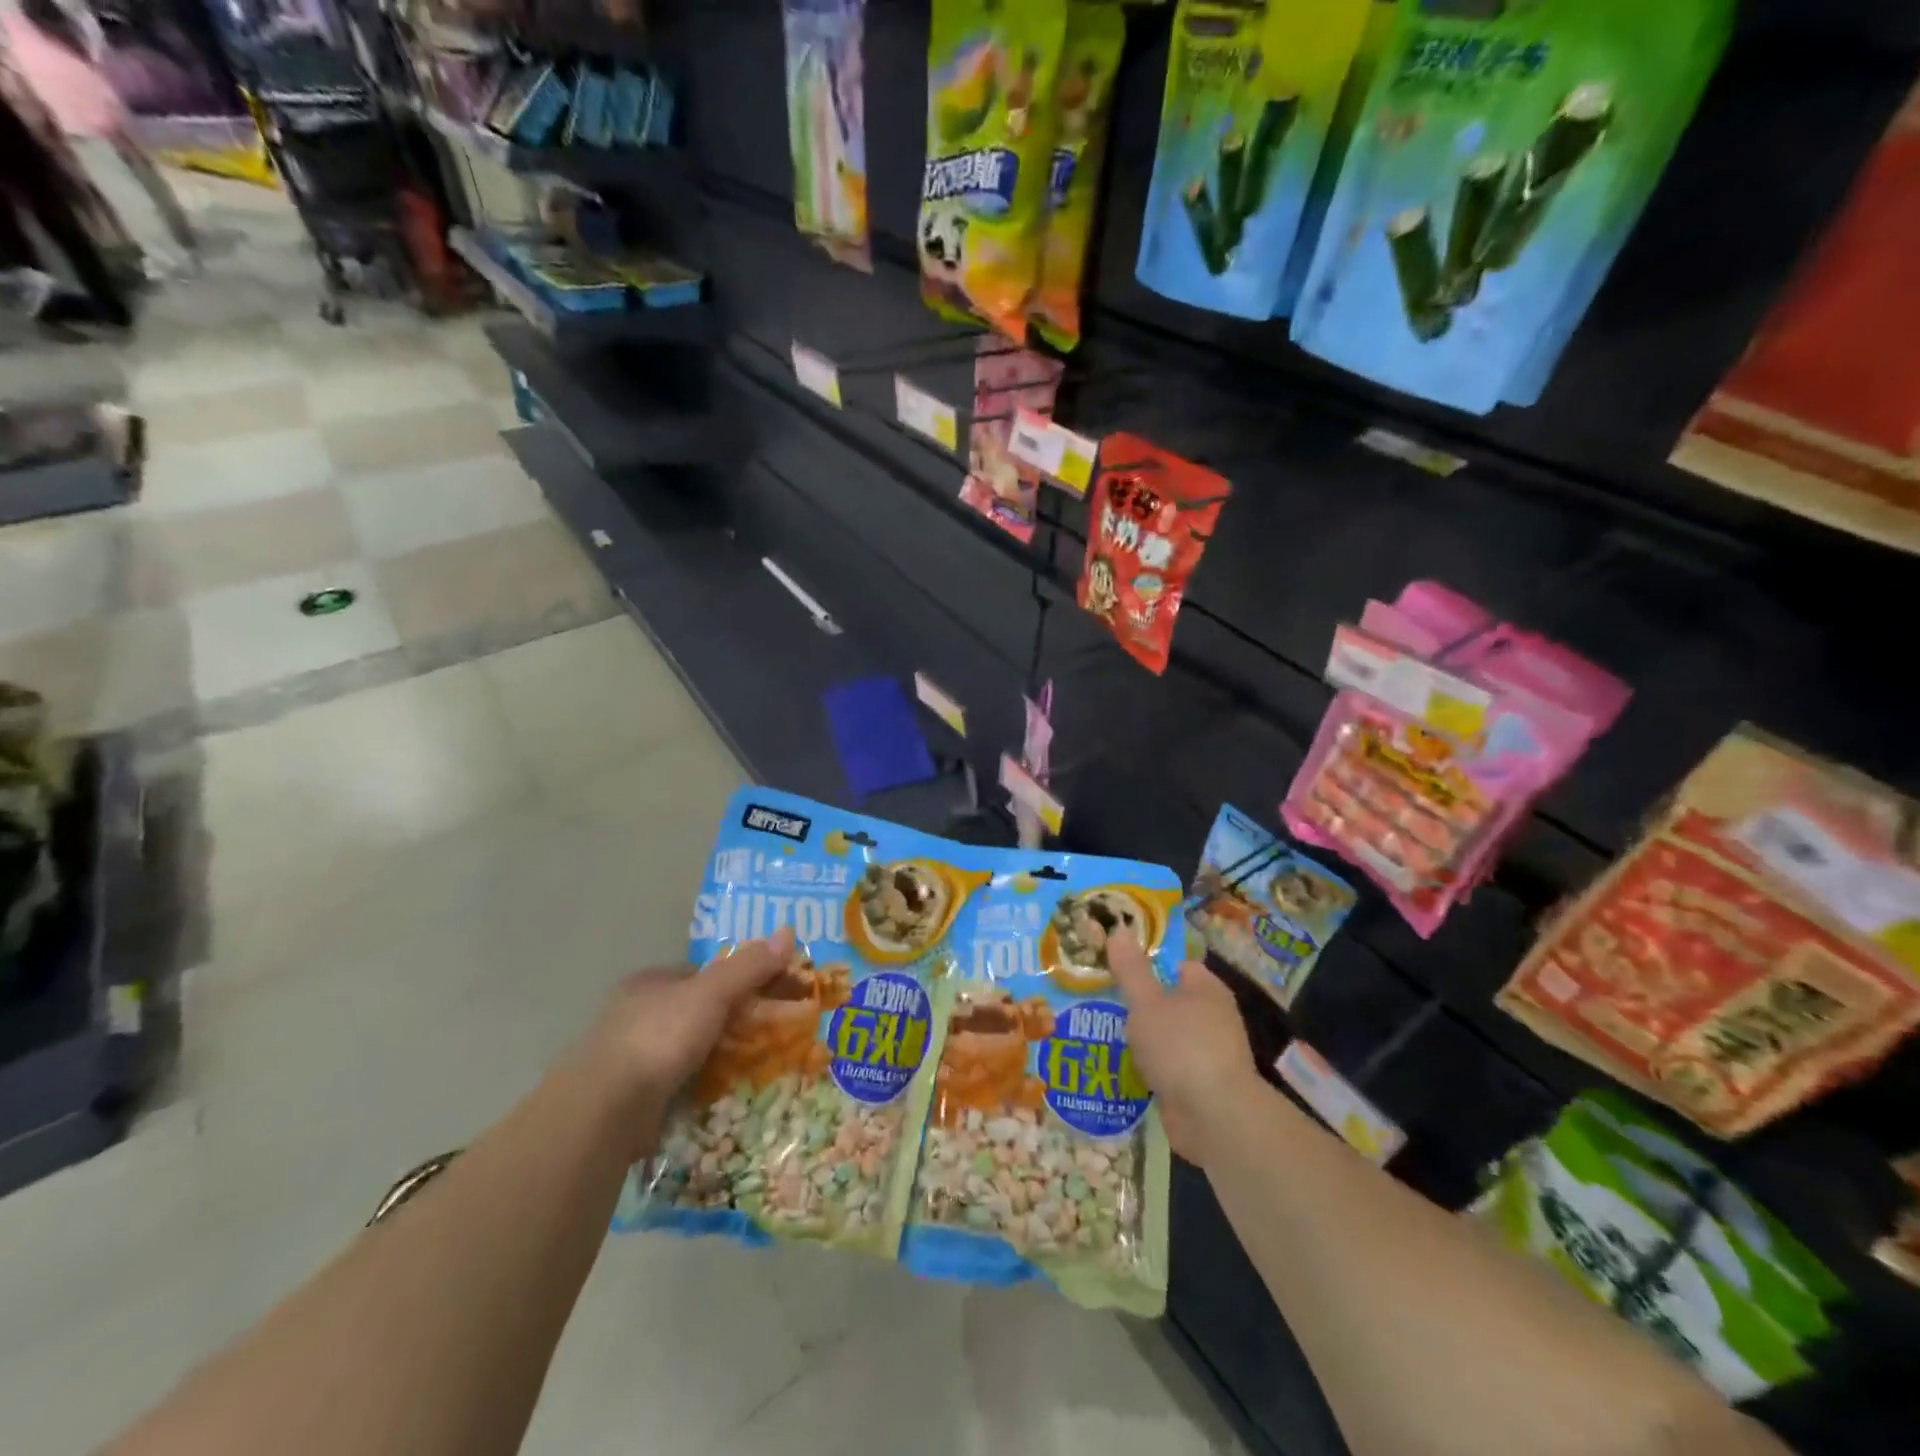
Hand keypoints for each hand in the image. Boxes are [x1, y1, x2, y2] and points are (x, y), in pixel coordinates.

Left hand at [575, 928, 793, 1147]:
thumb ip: (749, 966)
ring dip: (717, 1057)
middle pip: (696, 1011)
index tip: (768, 996)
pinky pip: (677, 1083)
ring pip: (687, 1049)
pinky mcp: (630, 1096)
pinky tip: (722, 1093)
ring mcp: (630, 1057)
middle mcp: (635, 1014)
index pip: (702, 974)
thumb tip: (789, 931)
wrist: (606, 1110)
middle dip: (729, 1022)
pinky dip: (700, 1085)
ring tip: (754, 1067)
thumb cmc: (659, 1037)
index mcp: (649, 982)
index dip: (737, 980)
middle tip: (769, 1034)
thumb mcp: (712, 993)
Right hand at [1107, 930, 1259, 1163]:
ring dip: (1143, 1038)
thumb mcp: (1146, 1002)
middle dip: (1140, 1003)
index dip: (1147, 963)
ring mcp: (1209, 1053)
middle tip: (1101, 1000)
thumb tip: (1119, 928)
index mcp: (1207, 988)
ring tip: (1103, 1032)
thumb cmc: (1181, 1047)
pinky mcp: (1200, 1085)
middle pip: (1170, 1000)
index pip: (1177, 965)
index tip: (1116, 968)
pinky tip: (1121, 1067)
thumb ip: (1131, 969)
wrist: (1214, 1118)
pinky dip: (1149, 1066)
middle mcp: (1213, 1016)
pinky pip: (1168, 1066)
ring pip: (1168, 1035)